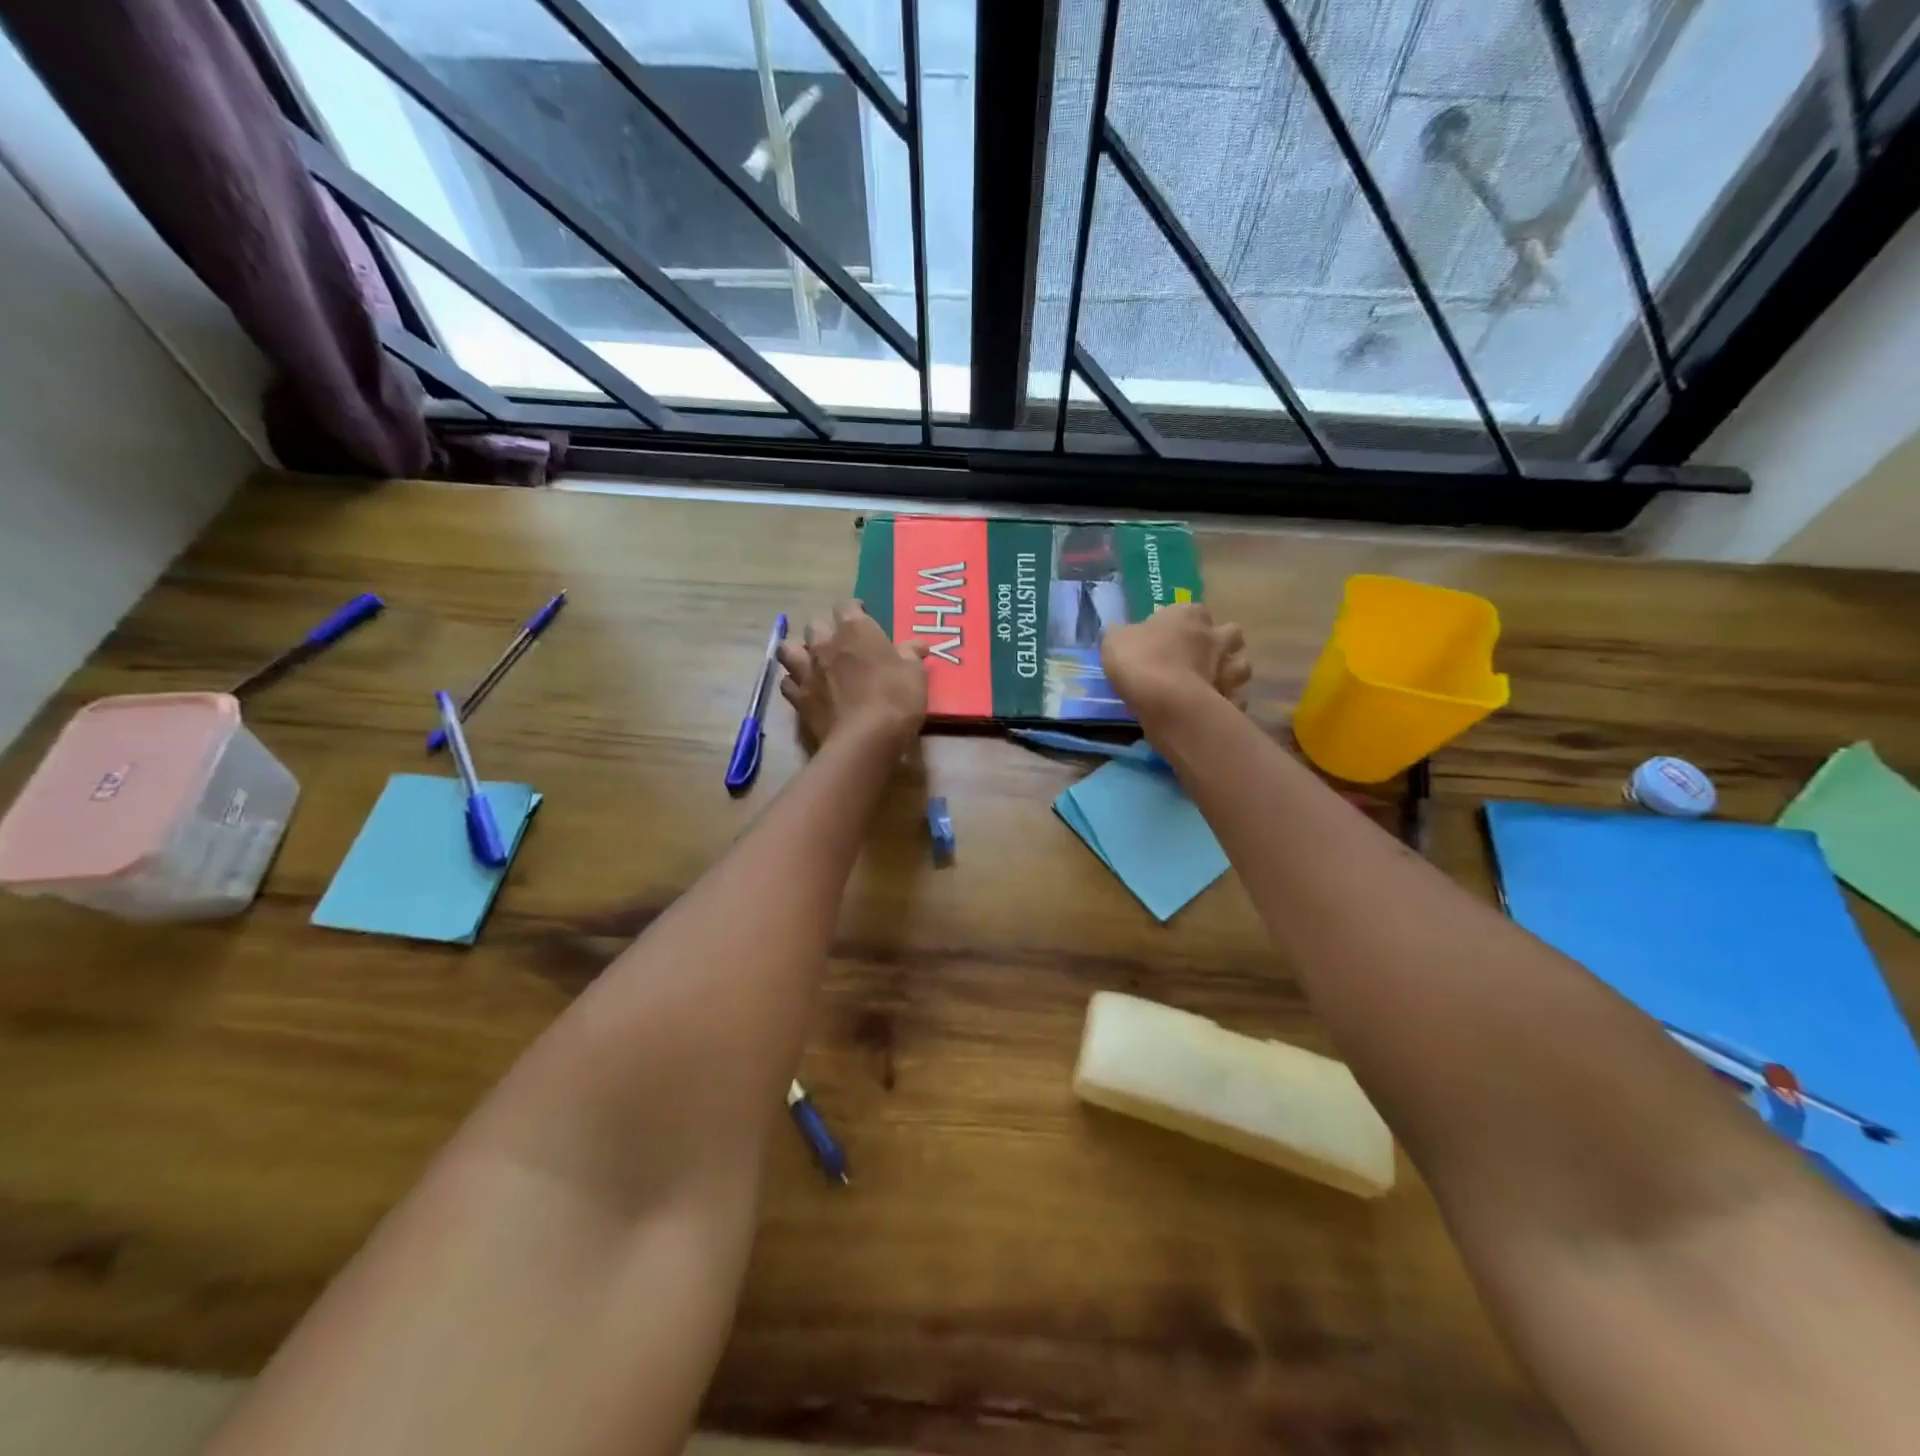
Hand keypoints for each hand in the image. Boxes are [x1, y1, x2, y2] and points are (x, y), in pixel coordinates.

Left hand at [777, 601, 928, 752]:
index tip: (863, 615)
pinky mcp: (798, 699)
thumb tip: (917, 644)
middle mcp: (826, 645)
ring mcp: (807, 671)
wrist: (865, 741)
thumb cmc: (896, 699)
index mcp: (856, 630)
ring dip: (798, 651)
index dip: (854, 609)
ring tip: (811, 660)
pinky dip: (793, 683)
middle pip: (815, 624)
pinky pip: (787, 683)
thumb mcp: (915, 674)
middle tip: (839, 642)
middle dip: (825, 629)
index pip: (847, 606)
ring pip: (789, 649)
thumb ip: (911, 655)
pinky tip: (804, 689)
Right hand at [1101, 603, 1250, 720]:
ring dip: (1231, 673)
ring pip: (1243, 666)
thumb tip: (1122, 634)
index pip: (1195, 610)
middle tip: (1201, 658)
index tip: (1172, 636)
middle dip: (1221, 644)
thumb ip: (1123, 634)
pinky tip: (1212, 709)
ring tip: (1212, 685)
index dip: (1185, 622)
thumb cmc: (1139, 660)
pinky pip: (1236, 699)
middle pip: (1231, 634)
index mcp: (1188, 615)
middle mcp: (1215, 636)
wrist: (1165, 701)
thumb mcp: (1115, 640)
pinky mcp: (1232, 699)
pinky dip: (1228, 703)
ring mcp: (1229, 669)